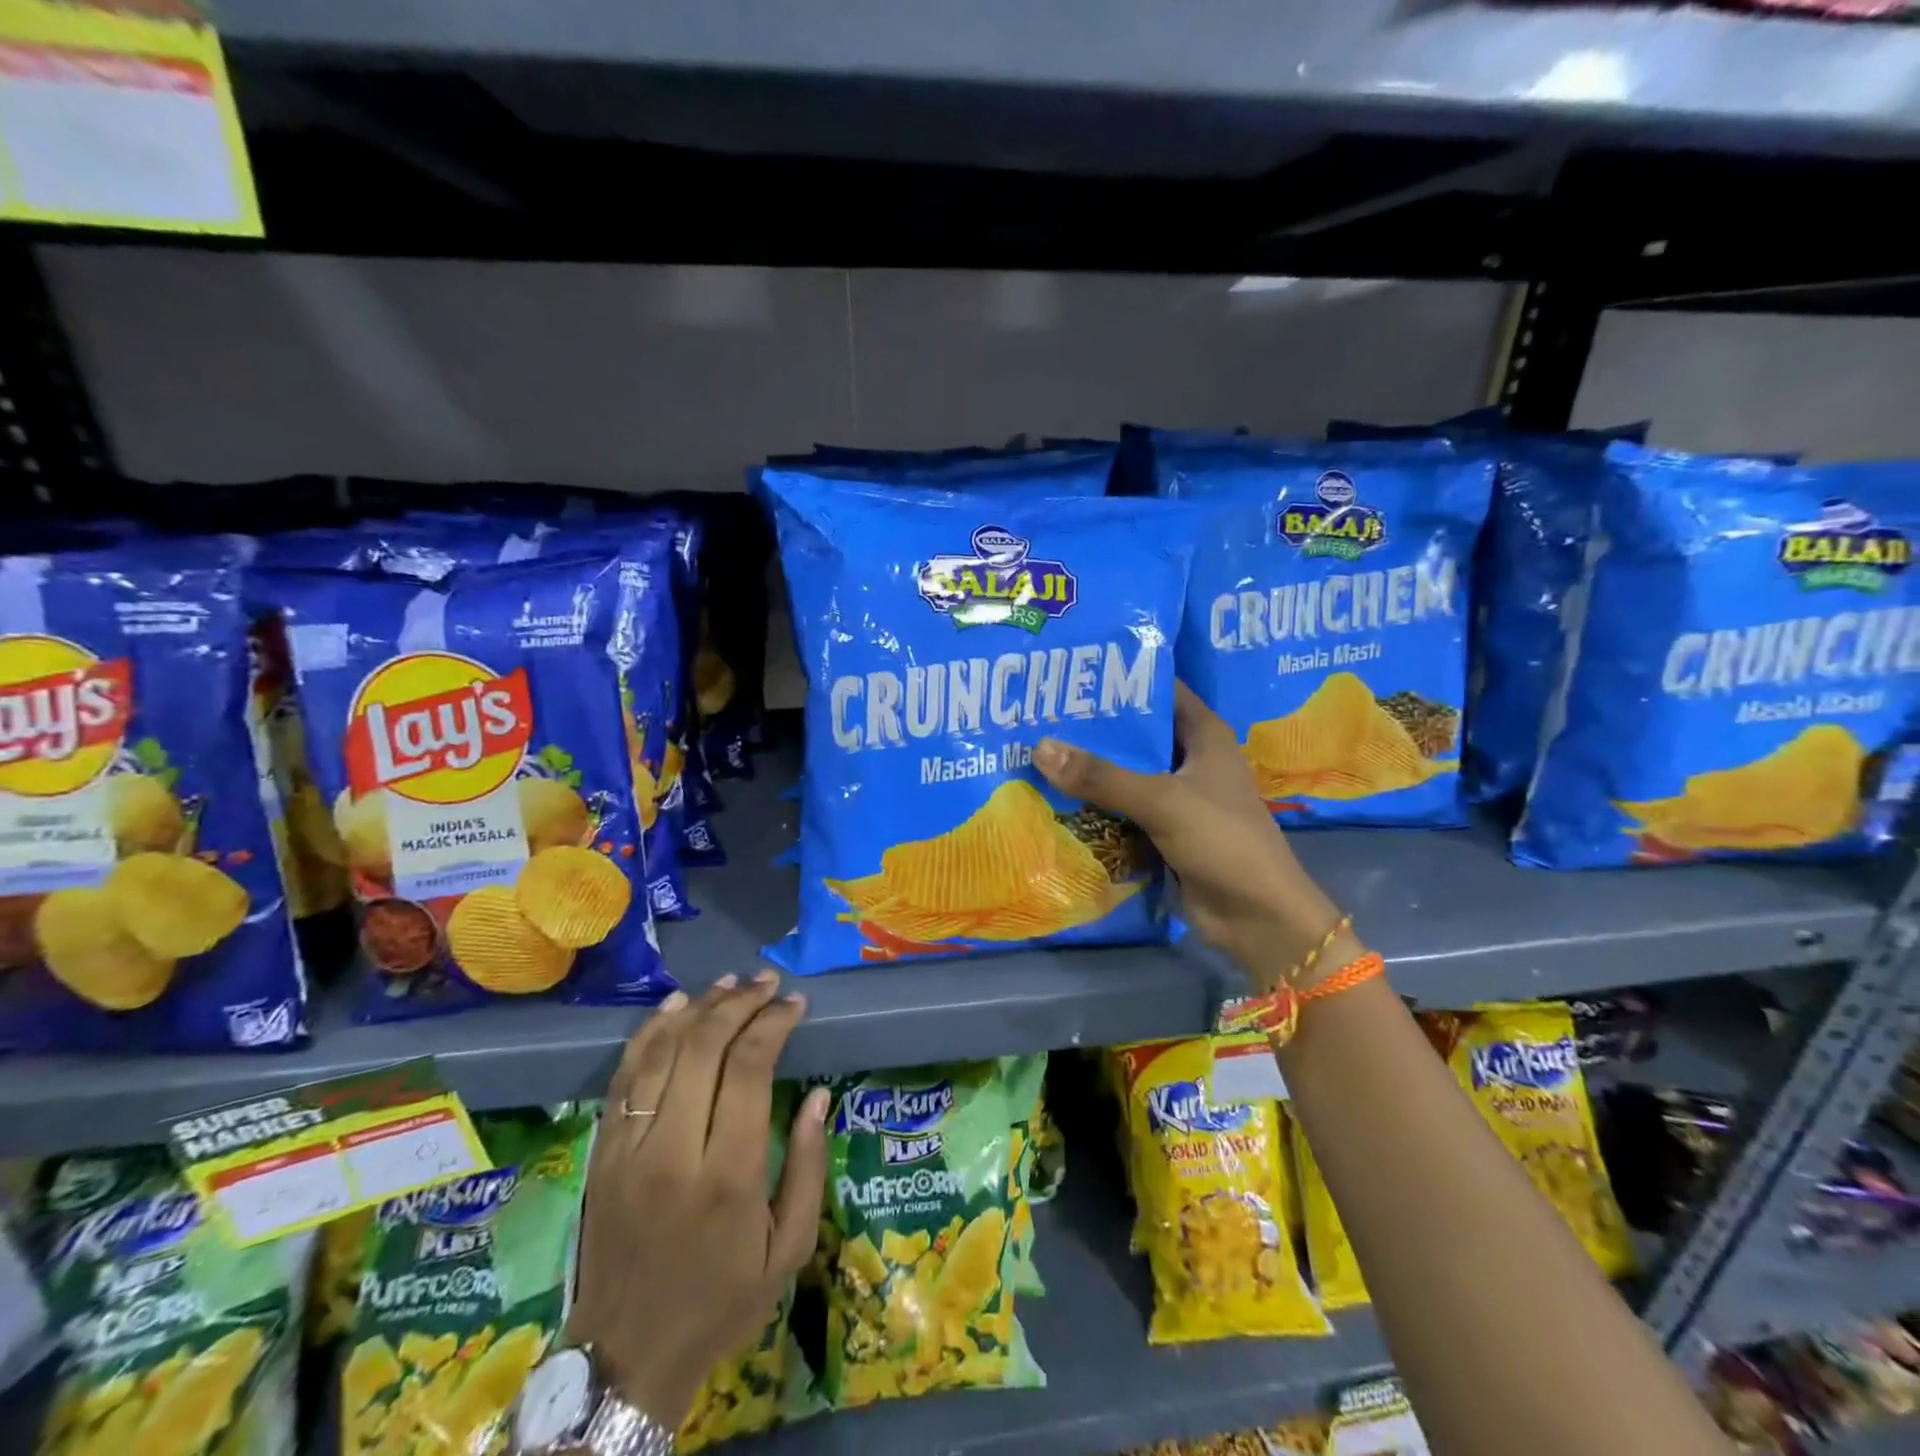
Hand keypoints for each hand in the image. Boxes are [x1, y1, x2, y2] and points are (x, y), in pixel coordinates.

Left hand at [567, 972, 828, 1425]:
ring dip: (698, 1007)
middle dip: (740, 1003)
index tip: (795, 1004)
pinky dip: (650, 1033)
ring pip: (661, 1052)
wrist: (626, 1356)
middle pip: (703, 1048)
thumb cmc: (721, 1300)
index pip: (747, 1069)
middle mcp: (672, 1150)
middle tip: (768, 983)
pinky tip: (675, 1006)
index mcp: (725, 1175)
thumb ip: (807, 1166)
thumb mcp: (789, 1248)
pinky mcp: (602, 1152)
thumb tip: (819, 1095)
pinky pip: (625, 1076)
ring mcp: (628, 1148)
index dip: (772, 1024)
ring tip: (730, 983)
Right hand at [1033, 682, 1349, 983]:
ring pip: (1126, 772)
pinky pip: (1123, 808)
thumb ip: (1101, 776)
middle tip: (1040, 713)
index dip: (1121, 679)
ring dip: (1090, 768)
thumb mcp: (1161, 801)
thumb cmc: (1222, 841)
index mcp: (1204, 735)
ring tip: (1036, 748)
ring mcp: (1177, 797)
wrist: (1255, 917)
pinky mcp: (1164, 830)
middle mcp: (1191, 759)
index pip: (1160, 690)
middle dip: (1094, 726)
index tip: (1072, 674)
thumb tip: (1040, 746)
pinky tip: (1055, 796)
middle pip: (1137, 733)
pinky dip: (1096, 804)